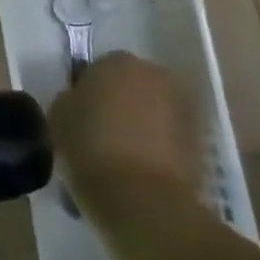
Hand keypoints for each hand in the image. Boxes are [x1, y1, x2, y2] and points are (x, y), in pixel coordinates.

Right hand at [50, 53, 202, 212]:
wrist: (142, 198)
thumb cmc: (90, 145)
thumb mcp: (58, 114)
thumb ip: (70, 98)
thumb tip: (80, 100)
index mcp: (118, 62)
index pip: (98, 67)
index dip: (87, 89)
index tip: (78, 111)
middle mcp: (157, 76)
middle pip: (132, 84)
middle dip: (119, 101)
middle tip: (98, 128)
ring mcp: (184, 109)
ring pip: (153, 110)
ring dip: (140, 123)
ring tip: (119, 152)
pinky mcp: (201, 142)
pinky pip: (169, 136)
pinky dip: (157, 146)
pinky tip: (137, 167)